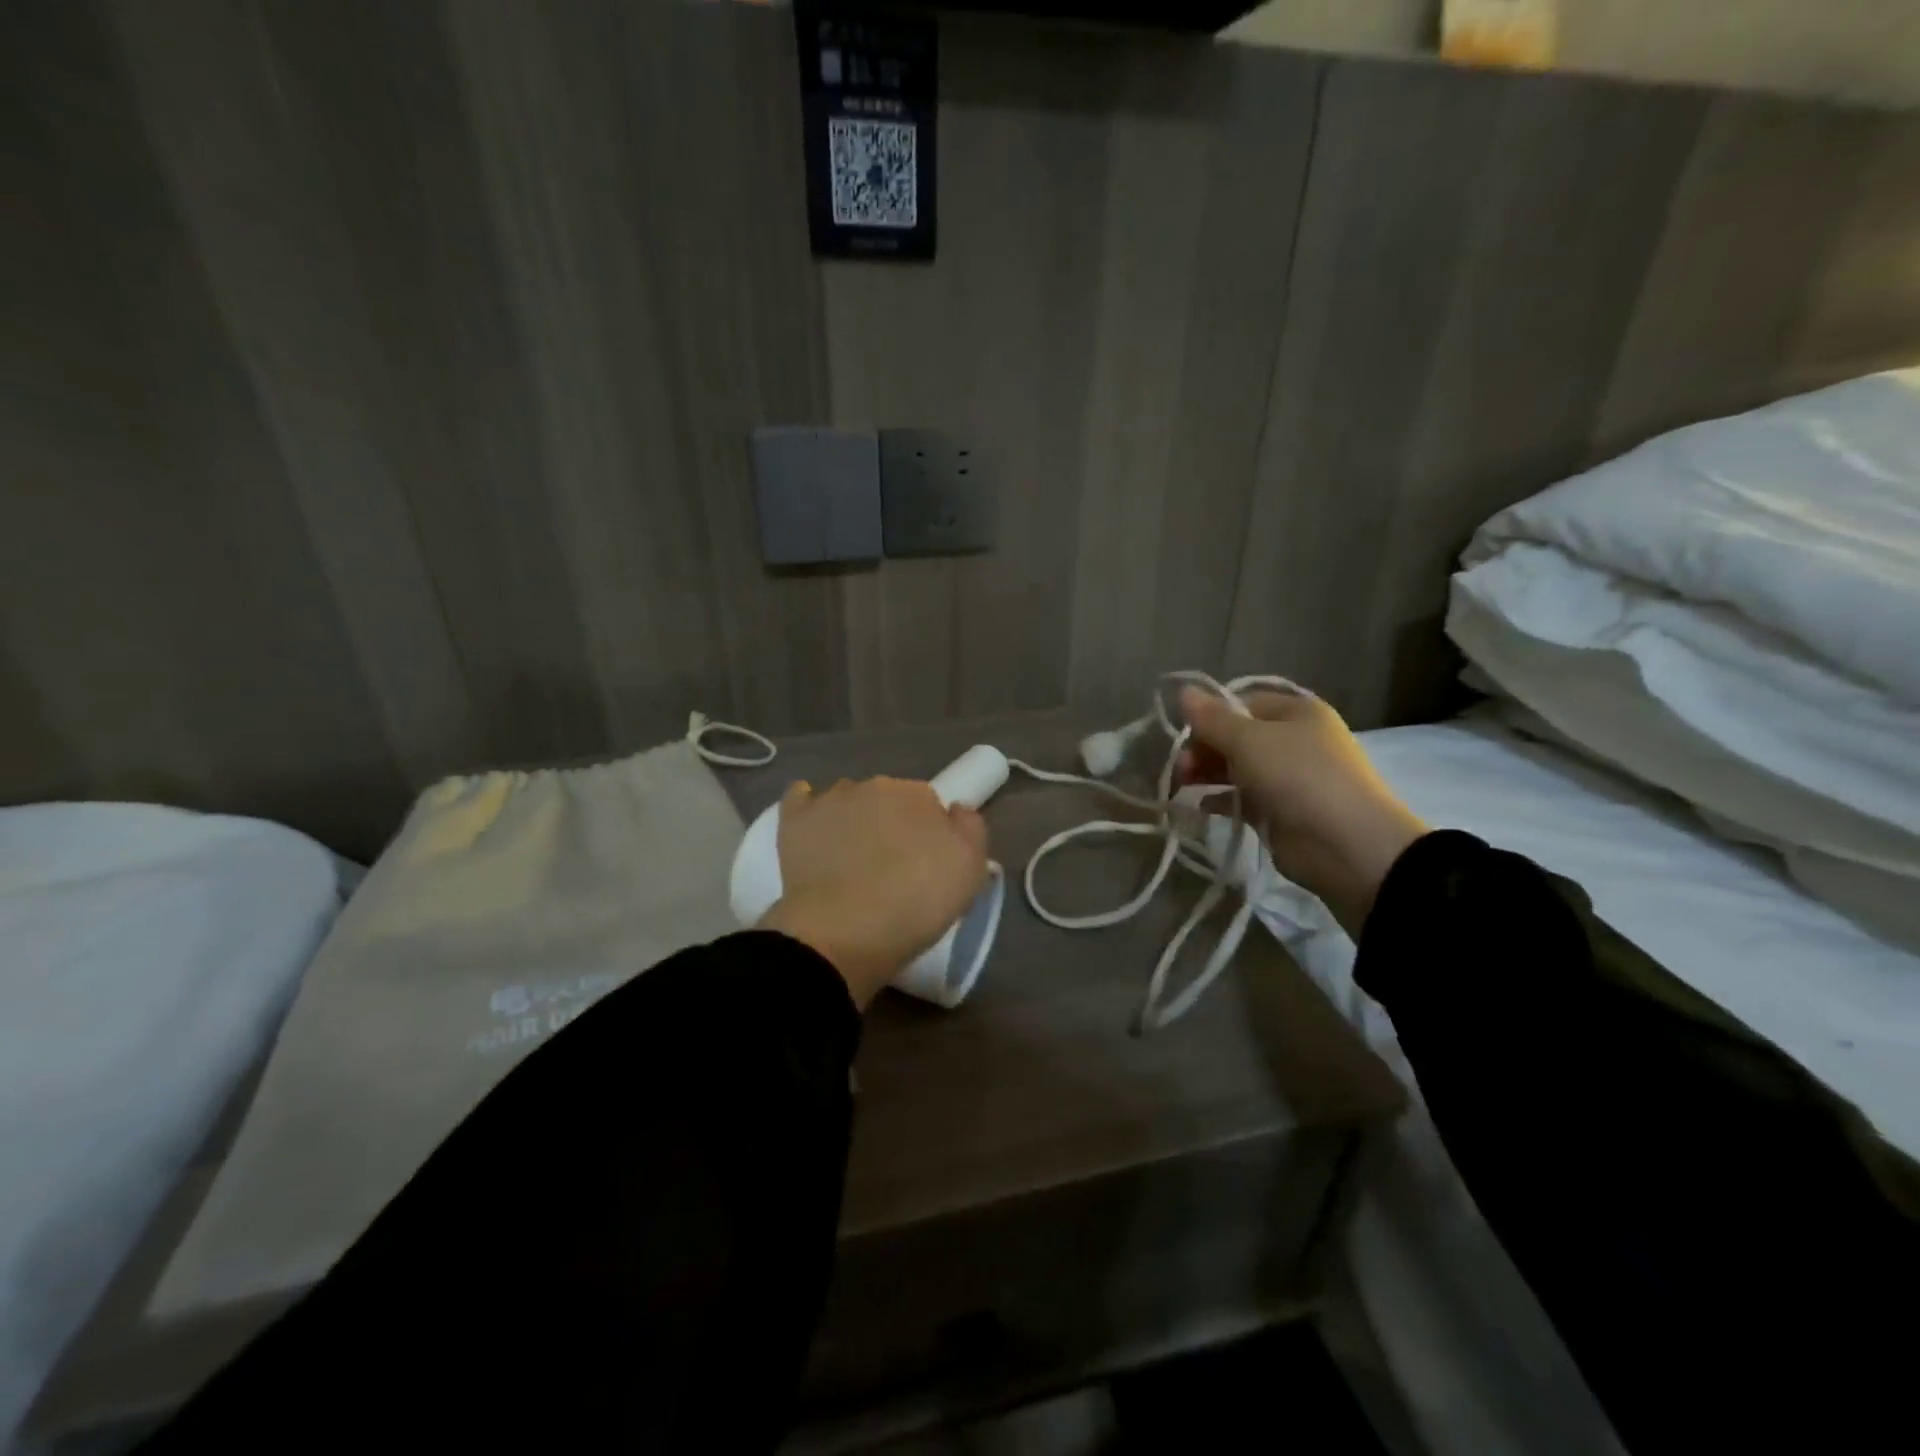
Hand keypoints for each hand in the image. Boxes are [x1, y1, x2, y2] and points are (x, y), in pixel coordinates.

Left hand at [756, 777, 989, 1008]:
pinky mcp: (794, 820)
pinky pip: (800, 799)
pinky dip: (809, 809)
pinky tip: (812, 827)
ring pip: (848, 801)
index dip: (929, 835)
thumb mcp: (970, 871)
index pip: (929, 805)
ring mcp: (830, 800)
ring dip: (853, 820)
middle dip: (891, 825)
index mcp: (918, 794)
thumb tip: (955, 810)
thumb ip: (970, 830)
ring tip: (851, 861)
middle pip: (888, 800)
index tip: (926, 865)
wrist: (844, 932)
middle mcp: (874, 785)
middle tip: (892, 868)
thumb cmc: (916, 904)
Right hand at [1178, 687, 1425, 937]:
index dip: (1211, 716)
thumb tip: (1184, 691)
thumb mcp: (1249, 741)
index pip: (1242, 703)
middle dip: (1205, 748)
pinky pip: (1243, 798)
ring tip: (1182, 785)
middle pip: (1238, 736)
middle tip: (1181, 767)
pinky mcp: (1281, 812)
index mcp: (1296, 712)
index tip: (1185, 735)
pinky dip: (1221, 799)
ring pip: (1238, 767)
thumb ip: (1212, 719)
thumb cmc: (1298, 777)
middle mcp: (1294, 740)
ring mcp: (1289, 778)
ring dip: (1208, 773)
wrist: (1346, 844)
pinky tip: (1199, 805)